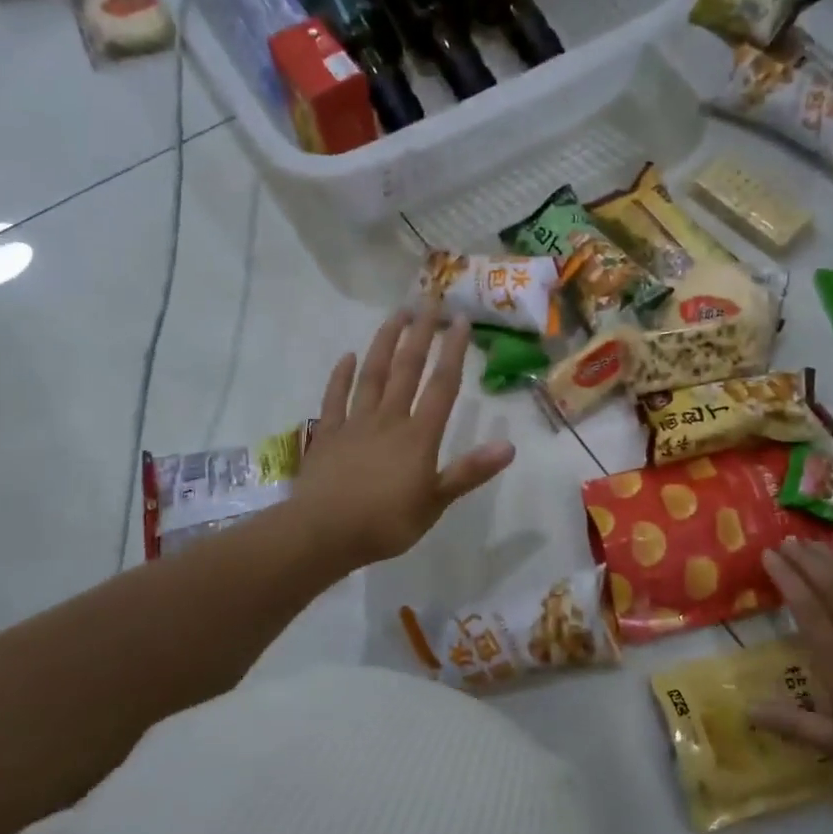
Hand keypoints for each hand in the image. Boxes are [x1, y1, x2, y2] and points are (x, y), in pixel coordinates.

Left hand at [291, 304, 516, 569]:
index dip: (452, 352)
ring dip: (384, 343)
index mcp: (418, 436)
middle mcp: (389, 419)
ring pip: (372, 375)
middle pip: (407, 369)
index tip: (460, 320)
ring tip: (396, 315)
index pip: (441, 386)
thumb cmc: (385, 523)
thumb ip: (469, 471)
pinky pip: (335, 399)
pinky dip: (341, 377)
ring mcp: (355, 423)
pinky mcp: (328, 435)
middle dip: (421, 333)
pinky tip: (348, 357)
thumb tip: (509, 446)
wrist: (323, 533)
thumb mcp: (435, 503)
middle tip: (429, 300)